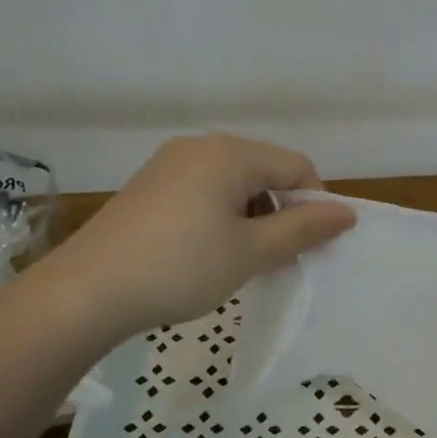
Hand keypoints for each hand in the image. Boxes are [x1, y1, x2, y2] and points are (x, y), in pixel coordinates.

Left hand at [53, 133, 355, 335]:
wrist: (89, 290)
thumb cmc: (182, 267)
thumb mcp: (251, 251)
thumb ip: (303, 229)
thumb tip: (347, 213)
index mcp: (230, 152)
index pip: (296, 167)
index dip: (315, 205)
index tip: (312, 248)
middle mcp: (200, 146)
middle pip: (263, 173)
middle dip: (281, 215)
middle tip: (278, 261)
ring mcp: (168, 165)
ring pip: (232, 186)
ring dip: (251, 220)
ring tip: (243, 263)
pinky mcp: (148, 187)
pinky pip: (202, 194)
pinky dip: (220, 220)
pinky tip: (209, 256)